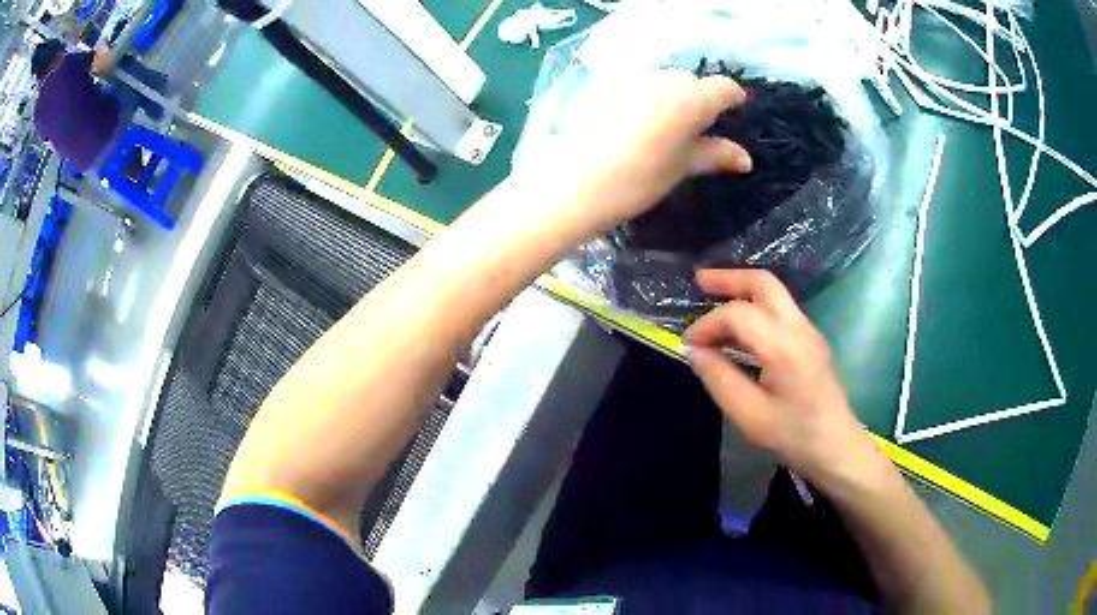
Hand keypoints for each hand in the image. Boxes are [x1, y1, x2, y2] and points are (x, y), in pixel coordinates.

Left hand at [519, 69, 751, 239]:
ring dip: (667, 95)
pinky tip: (626, 120)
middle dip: (697, 99)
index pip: (723, 87)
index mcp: (689, 99)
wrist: (571, 185)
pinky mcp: (599, 83)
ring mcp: (628, 77)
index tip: (730, 115)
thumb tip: (744, 158)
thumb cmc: (635, 182)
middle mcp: (661, 79)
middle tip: (691, 130)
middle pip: (690, 80)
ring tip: (657, 126)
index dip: (731, 99)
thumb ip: (714, 155)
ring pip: (660, 78)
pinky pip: (631, 82)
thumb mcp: (680, 168)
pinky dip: (638, 95)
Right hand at [684, 269, 875, 484]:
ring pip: (774, 292)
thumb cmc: (793, 436)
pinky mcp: (812, 340)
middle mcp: (799, 328)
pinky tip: (739, 326)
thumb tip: (695, 350)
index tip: (689, 345)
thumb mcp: (748, 415)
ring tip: (712, 298)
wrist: (836, 447)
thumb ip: (719, 377)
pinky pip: (780, 309)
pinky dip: (755, 306)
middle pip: (764, 284)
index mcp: (784, 347)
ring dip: (742, 290)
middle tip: (699, 282)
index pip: (739, 314)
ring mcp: (809, 331)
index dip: (708, 324)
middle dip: (729, 278)